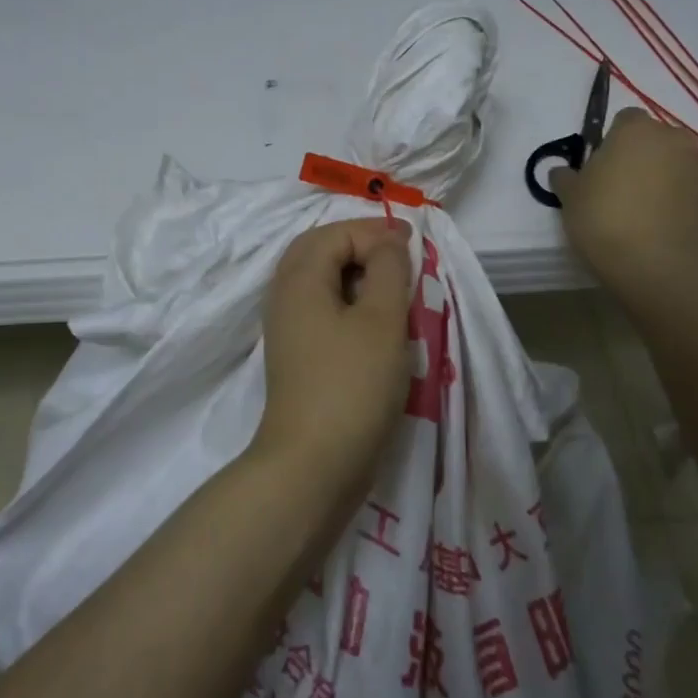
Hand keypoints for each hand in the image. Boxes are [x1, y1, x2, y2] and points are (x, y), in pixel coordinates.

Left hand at [256, 218, 414, 501]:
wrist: (313, 465)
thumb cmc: (352, 385)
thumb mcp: (382, 319)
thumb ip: (388, 269)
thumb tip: (387, 240)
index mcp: (298, 278)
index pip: (336, 233)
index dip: (375, 233)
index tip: (413, 249)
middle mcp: (284, 296)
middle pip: (319, 251)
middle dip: (361, 247)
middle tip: (400, 260)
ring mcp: (287, 328)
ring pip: (320, 281)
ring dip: (356, 276)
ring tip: (394, 292)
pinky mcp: (297, 355)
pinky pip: (321, 310)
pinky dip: (348, 303)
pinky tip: (375, 325)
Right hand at [551, 108, 697, 291]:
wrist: (652, 263)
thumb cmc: (602, 218)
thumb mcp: (569, 196)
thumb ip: (565, 176)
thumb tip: (563, 172)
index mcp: (635, 129)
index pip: (625, 119)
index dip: (612, 140)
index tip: (601, 166)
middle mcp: (673, 138)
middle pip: (655, 139)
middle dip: (642, 155)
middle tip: (621, 186)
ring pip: (676, 162)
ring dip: (663, 175)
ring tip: (644, 208)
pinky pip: (692, 187)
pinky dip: (680, 197)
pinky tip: (663, 222)